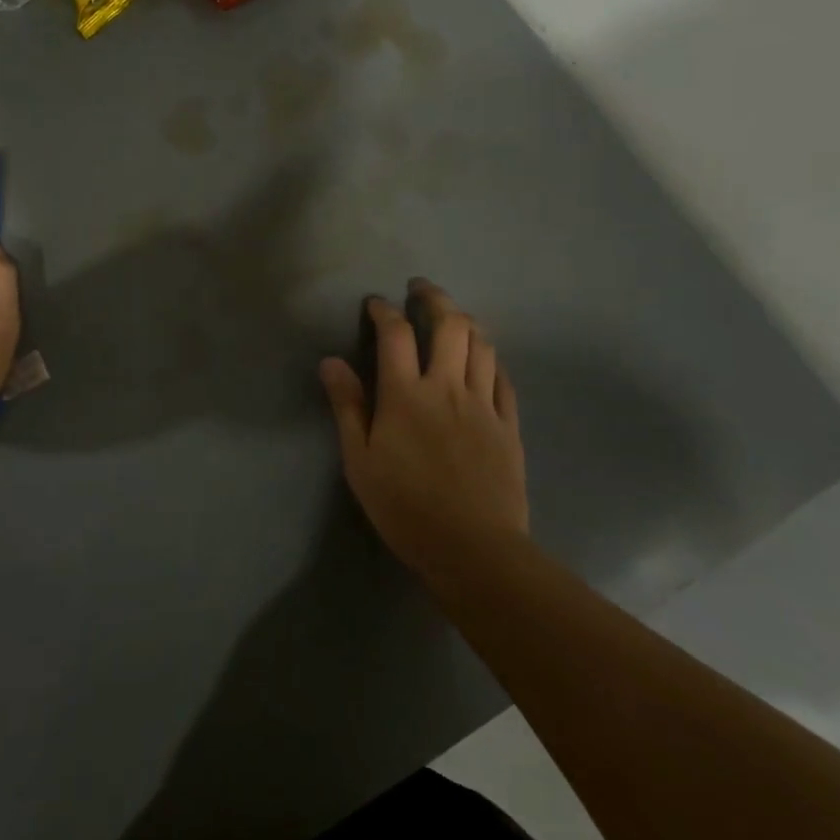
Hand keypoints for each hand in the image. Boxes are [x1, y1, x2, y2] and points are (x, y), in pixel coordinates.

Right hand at [320, 280, 526, 586]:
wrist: (473, 549)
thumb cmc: (404, 507)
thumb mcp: (360, 461)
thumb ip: (347, 406)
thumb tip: (331, 361)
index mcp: (406, 395)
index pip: (395, 334)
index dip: (384, 311)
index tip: (375, 304)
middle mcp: (448, 387)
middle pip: (449, 325)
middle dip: (434, 298)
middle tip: (421, 289)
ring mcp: (484, 404)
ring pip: (482, 345)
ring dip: (466, 322)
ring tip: (453, 316)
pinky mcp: (509, 426)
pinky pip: (504, 379)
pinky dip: (491, 359)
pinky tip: (484, 359)